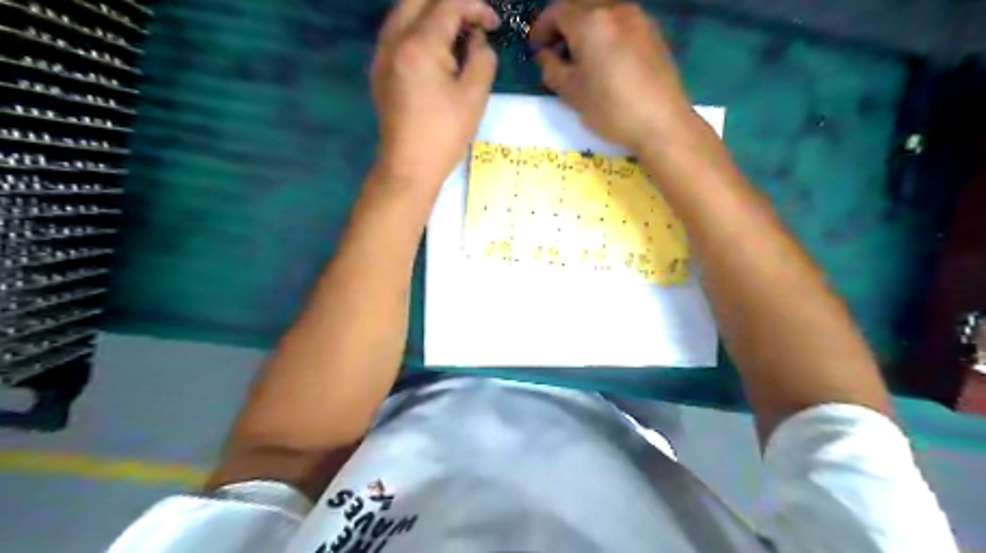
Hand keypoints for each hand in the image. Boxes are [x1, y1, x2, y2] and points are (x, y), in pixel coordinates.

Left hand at [374, 0, 504, 189]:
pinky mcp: (379, 69)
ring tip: (457, 35)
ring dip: (432, 13)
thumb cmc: (444, 135)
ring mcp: (381, 54)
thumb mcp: (475, 97)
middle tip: (473, 23)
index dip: (475, 7)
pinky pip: (397, 32)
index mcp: (419, 45)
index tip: (494, 24)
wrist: (408, 167)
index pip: (448, 5)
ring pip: (404, 11)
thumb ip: (482, 58)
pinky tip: (435, 51)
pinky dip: (418, 29)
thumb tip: (477, 41)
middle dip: (450, 4)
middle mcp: (394, 40)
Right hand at [527, 0, 696, 150]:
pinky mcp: (653, 32)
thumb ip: (551, 68)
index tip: (535, 48)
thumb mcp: (571, 93)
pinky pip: (620, 22)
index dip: (541, 29)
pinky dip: (605, 32)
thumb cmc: (610, 108)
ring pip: (602, 12)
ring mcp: (638, 17)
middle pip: (580, 6)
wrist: (661, 122)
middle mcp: (615, 8)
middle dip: (562, 25)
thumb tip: (545, 55)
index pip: (557, 12)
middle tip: (554, 50)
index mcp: (591, 21)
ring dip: (584, 28)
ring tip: (579, 56)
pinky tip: (604, 58)